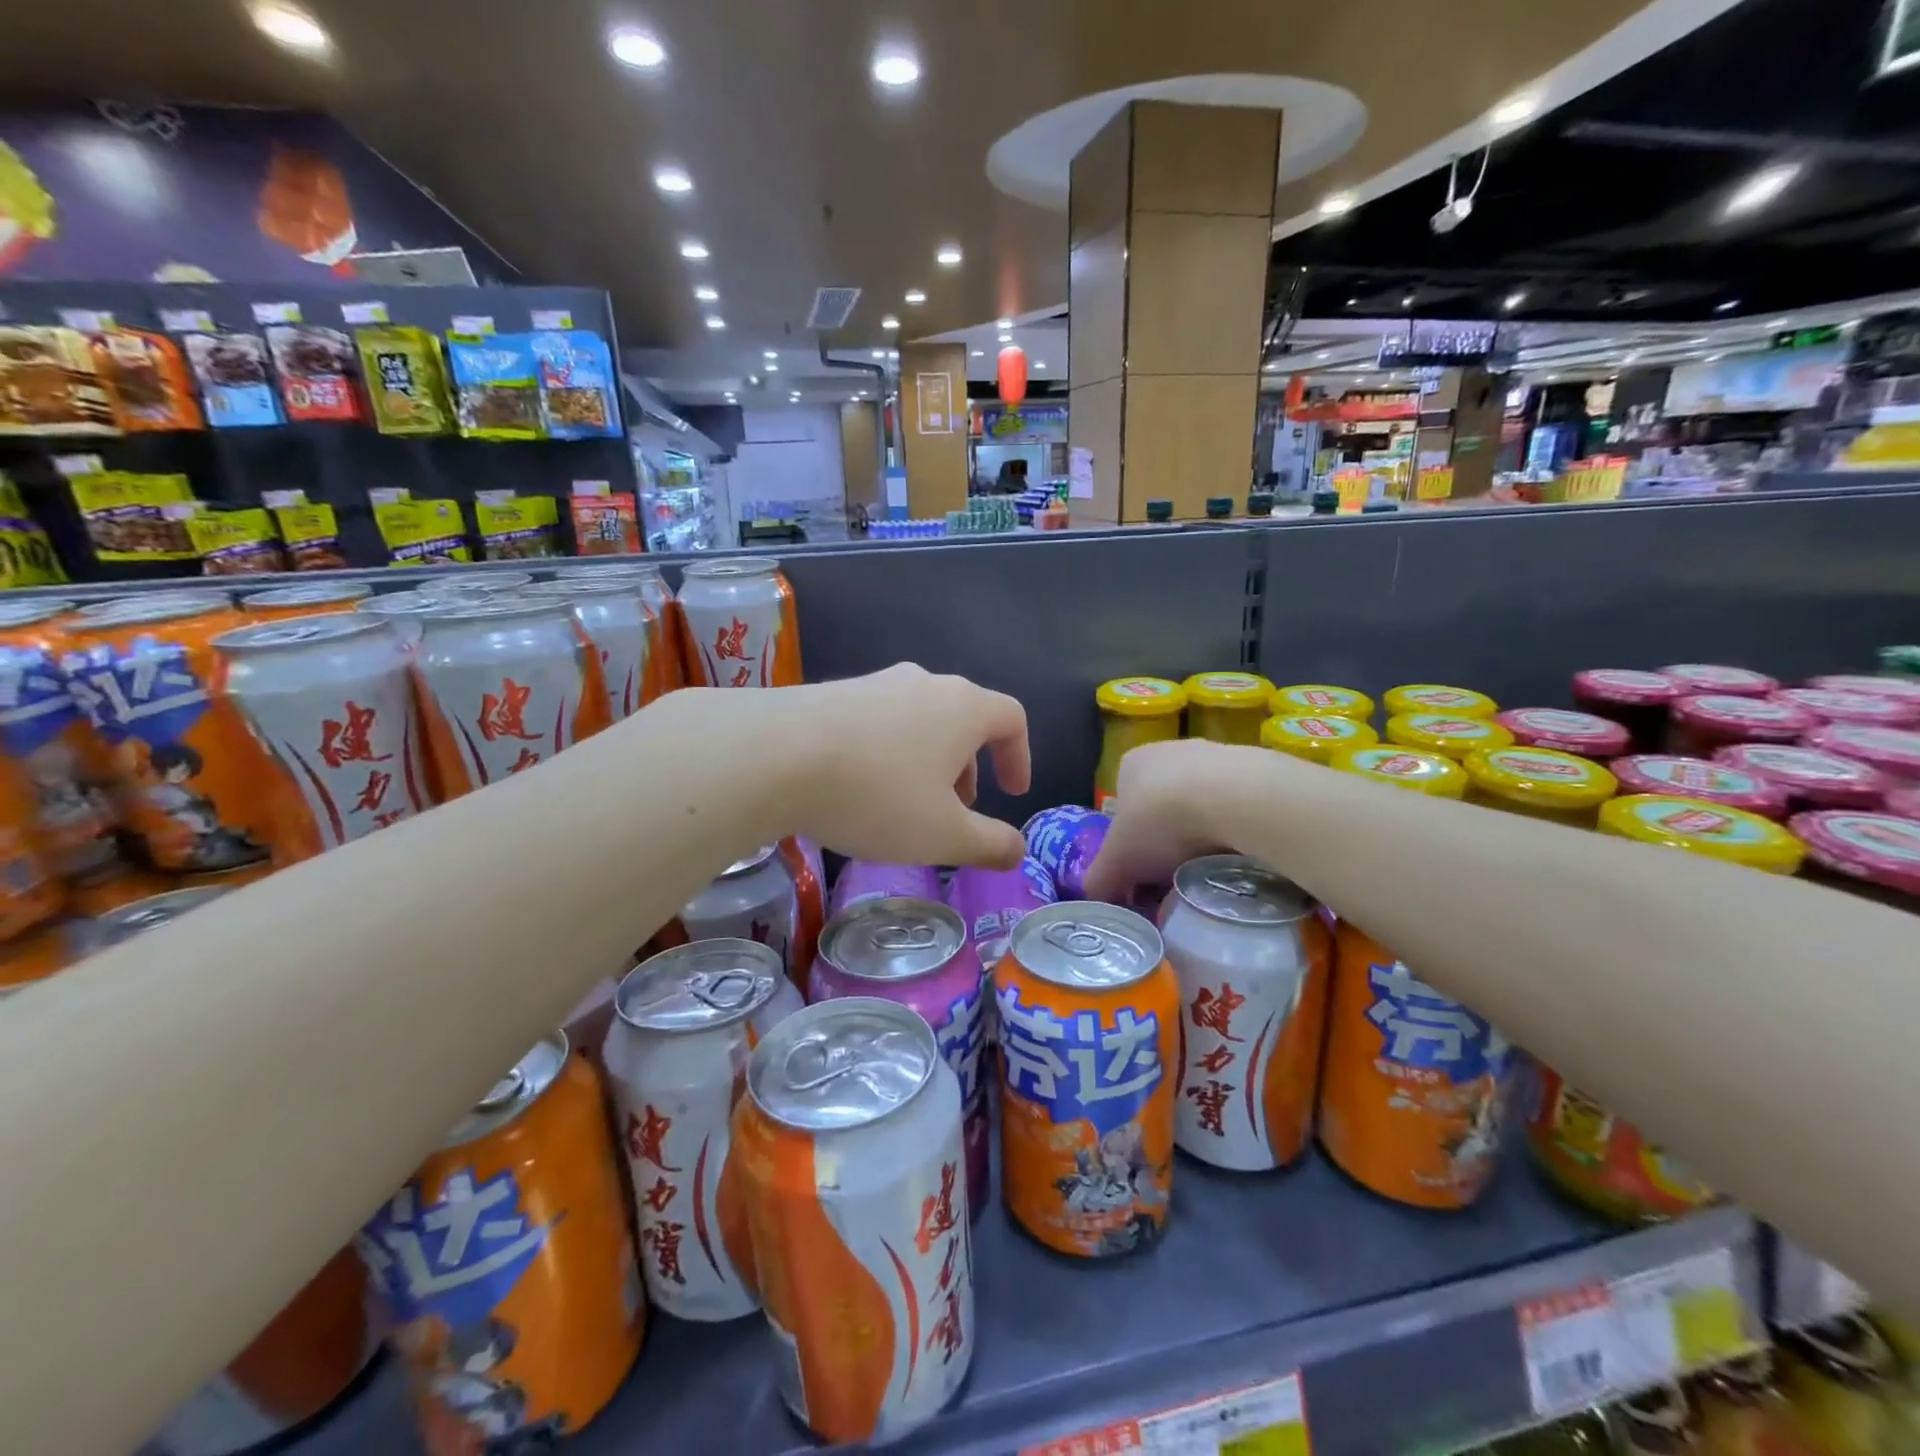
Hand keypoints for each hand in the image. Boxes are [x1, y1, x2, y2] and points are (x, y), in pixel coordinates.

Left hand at [760, 665, 1031, 866]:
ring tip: (907, 802)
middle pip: (964, 718)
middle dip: (970, 765)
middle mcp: (924, 683)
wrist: (774, 754)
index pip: (1011, 719)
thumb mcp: (942, 835)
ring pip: (919, 719)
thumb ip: (989, 844)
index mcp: (963, 708)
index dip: (1019, 757)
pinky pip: (877, 721)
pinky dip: (887, 752)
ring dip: (928, 759)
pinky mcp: (832, 693)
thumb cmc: (877, 795)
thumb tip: (1018, 850)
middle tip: (958, 808)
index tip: (1012, 793)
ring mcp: (874, 683)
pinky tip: (858, 787)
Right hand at [1083, 739, 1247, 900]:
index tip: (1141, 875)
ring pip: (1200, 805)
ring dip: (1202, 835)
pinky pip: (1237, 806)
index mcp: (1130, 764)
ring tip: (1208, 869)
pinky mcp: (1253, 767)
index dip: (1129, 844)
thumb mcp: (1117, 861)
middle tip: (1173, 878)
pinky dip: (1234, 828)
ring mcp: (1214, 754)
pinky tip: (1238, 852)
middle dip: (1166, 841)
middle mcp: (1169, 750)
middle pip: (1162, 806)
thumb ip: (1100, 880)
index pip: (1122, 807)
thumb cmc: (1160, 822)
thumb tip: (1092, 898)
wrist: (1233, 798)